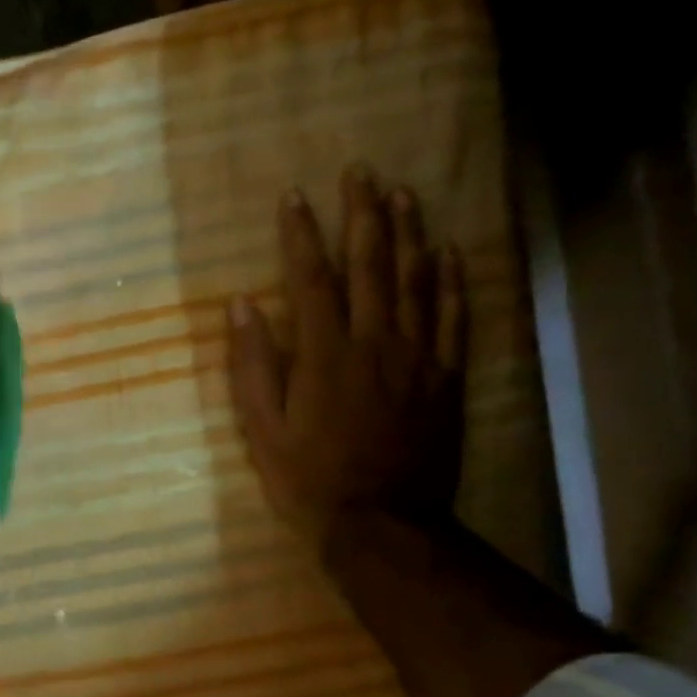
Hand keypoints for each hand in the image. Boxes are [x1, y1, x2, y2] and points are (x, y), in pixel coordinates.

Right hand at [225, 166, 466, 554]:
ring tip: (402, 193)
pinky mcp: (446, 377)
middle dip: (362, 214)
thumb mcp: (262, 429)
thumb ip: (252, 365)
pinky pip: (454, 316)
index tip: (294, 196)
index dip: (301, 234)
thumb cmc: (308, 479)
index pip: (312, 278)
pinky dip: (452, 280)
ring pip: (416, 280)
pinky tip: (449, 251)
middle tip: (360, 172)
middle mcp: (375, 342)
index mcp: (324, 354)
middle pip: (371, 264)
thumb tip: (242, 306)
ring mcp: (417, 357)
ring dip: (409, 231)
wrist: (382, 524)